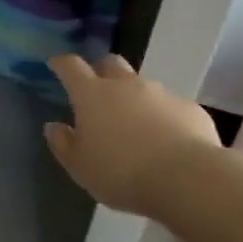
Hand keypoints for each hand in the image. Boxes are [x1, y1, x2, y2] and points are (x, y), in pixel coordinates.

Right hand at [43, 54, 221, 216]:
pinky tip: (165, 139)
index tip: (56, 64)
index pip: (71, 67)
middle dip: (100, 71)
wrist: (186, 178)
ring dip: (133, 97)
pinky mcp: (189, 107)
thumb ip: (63, 144)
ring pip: (141, 85)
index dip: (61, 64)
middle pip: (110, 63)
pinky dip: (162, 116)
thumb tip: (53, 126)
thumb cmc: (121, 172)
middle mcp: (125, 85)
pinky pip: (169, 106)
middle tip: (96, 90)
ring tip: (134, 124)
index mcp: (92, 95)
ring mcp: (161, 93)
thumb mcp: (80, 167)